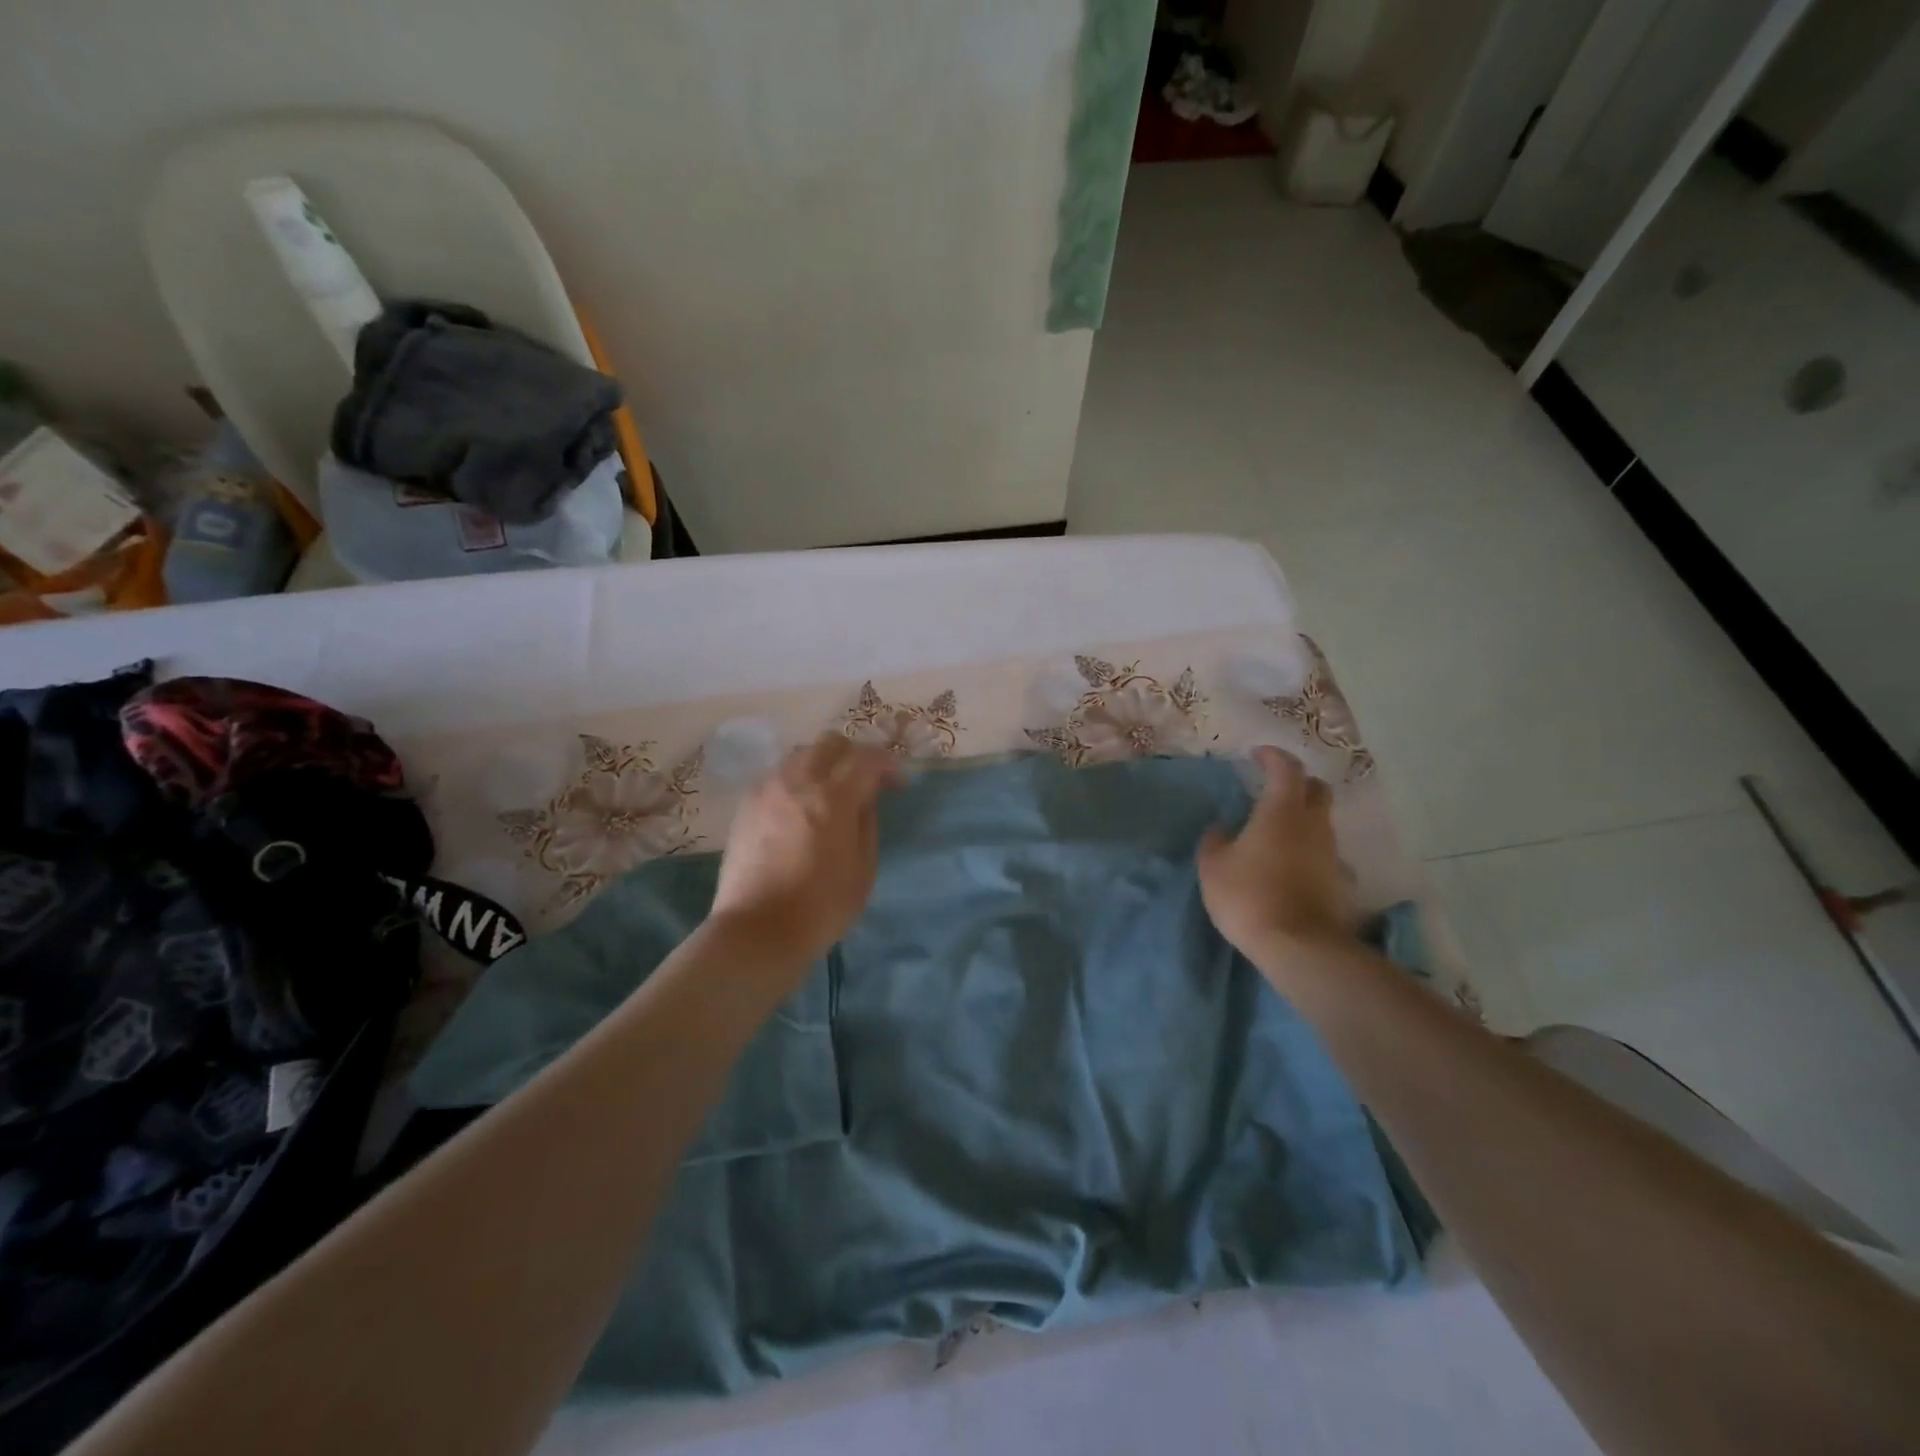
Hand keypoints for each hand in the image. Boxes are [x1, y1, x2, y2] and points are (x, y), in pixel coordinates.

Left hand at [709, 733, 900, 965]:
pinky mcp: (747, 804)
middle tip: (865, 782)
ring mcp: (768, 789)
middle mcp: (798, 782)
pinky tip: (802, 808)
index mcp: (832, 798)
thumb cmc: (821, 907)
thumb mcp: (863, 869)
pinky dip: (798, 780)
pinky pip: (779, 775)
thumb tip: (865, 798)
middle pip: (831, 742)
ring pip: (802, 754)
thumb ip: (867, 823)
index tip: (898, 784)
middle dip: (854, 755)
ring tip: (831, 793)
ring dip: (824, 765)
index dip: (888, 765)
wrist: (757, 930)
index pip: (867, 758)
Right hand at [1197, 747, 1355, 975]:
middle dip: (1298, 783)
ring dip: (1303, 819)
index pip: (1286, 768)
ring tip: (1276, 834)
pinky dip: (1309, 852)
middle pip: (1317, 790)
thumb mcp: (1213, 866)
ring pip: (1322, 823)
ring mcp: (1332, 854)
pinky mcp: (1339, 882)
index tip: (1257, 755)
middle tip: (1274, 789)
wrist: (1298, 947)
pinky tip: (1291, 868)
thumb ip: (1215, 841)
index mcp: (1281, 812)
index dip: (1273, 757)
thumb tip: (1221, 829)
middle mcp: (1313, 825)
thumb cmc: (1249, 895)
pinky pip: (1324, 855)